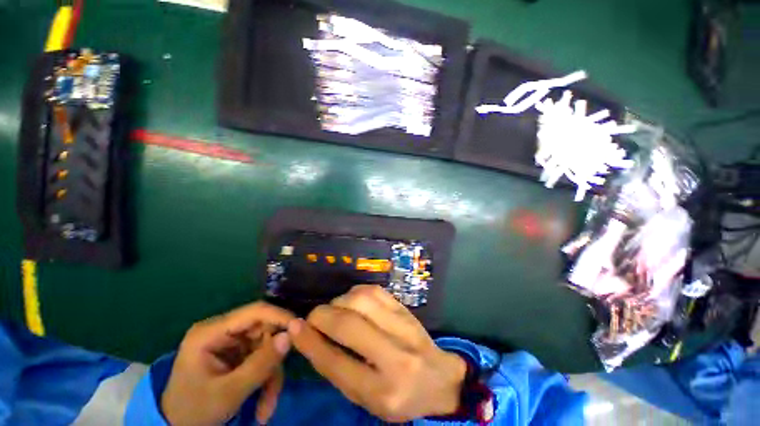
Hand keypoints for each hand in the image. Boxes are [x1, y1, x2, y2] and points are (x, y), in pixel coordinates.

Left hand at [162, 302, 293, 425]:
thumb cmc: (194, 411)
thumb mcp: (228, 393)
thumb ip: (260, 364)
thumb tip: (290, 336)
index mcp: (211, 332)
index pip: (254, 312)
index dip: (280, 316)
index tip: (300, 329)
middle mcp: (223, 332)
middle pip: (264, 331)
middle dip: (274, 359)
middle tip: (277, 385)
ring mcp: (231, 343)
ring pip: (266, 347)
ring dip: (270, 376)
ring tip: (266, 407)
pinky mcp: (237, 354)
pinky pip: (262, 359)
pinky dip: (265, 380)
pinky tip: (262, 405)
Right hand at [288, 285, 466, 421]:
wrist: (440, 378)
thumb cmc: (400, 396)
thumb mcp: (366, 398)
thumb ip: (338, 370)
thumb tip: (310, 337)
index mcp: (382, 391)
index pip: (337, 363)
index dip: (310, 342)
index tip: (294, 326)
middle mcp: (395, 355)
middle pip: (348, 325)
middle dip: (322, 316)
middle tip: (313, 318)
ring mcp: (403, 326)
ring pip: (361, 300)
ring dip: (339, 302)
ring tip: (335, 310)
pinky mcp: (405, 309)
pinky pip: (374, 290)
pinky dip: (355, 292)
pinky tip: (352, 301)